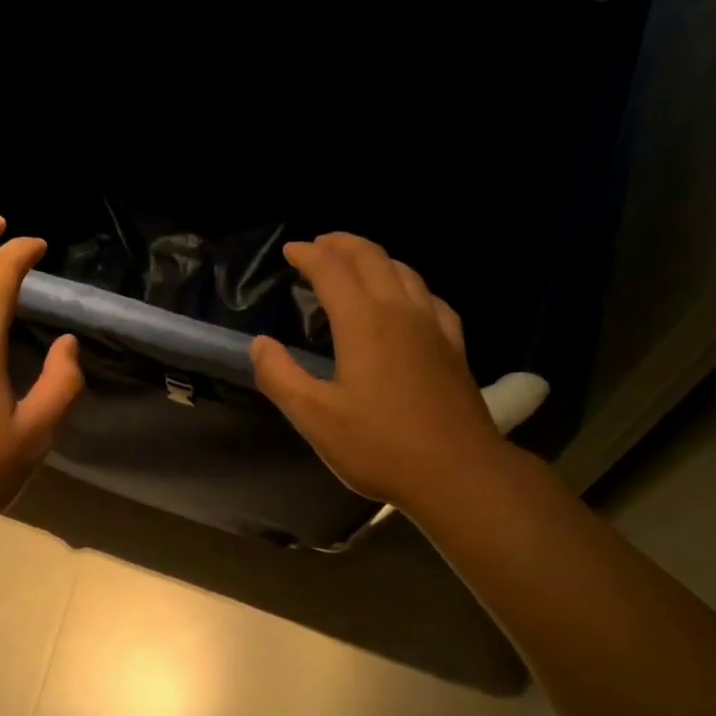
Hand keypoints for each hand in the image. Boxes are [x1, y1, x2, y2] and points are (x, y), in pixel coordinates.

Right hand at [249, 233, 505, 514]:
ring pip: (404, 272)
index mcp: (363, 322)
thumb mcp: (314, 418)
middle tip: (319, 245)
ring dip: (375, 258)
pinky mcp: (454, 347)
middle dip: (342, 245)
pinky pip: (429, 297)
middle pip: (372, 258)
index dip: (308, 255)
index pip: (332, 270)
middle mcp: (401, 311)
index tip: (290, 251)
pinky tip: (407, 300)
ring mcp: (433, 326)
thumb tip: (260, 343)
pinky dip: (408, 284)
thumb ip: (280, 376)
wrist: (456, 471)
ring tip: (356, 263)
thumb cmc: (378, 446)